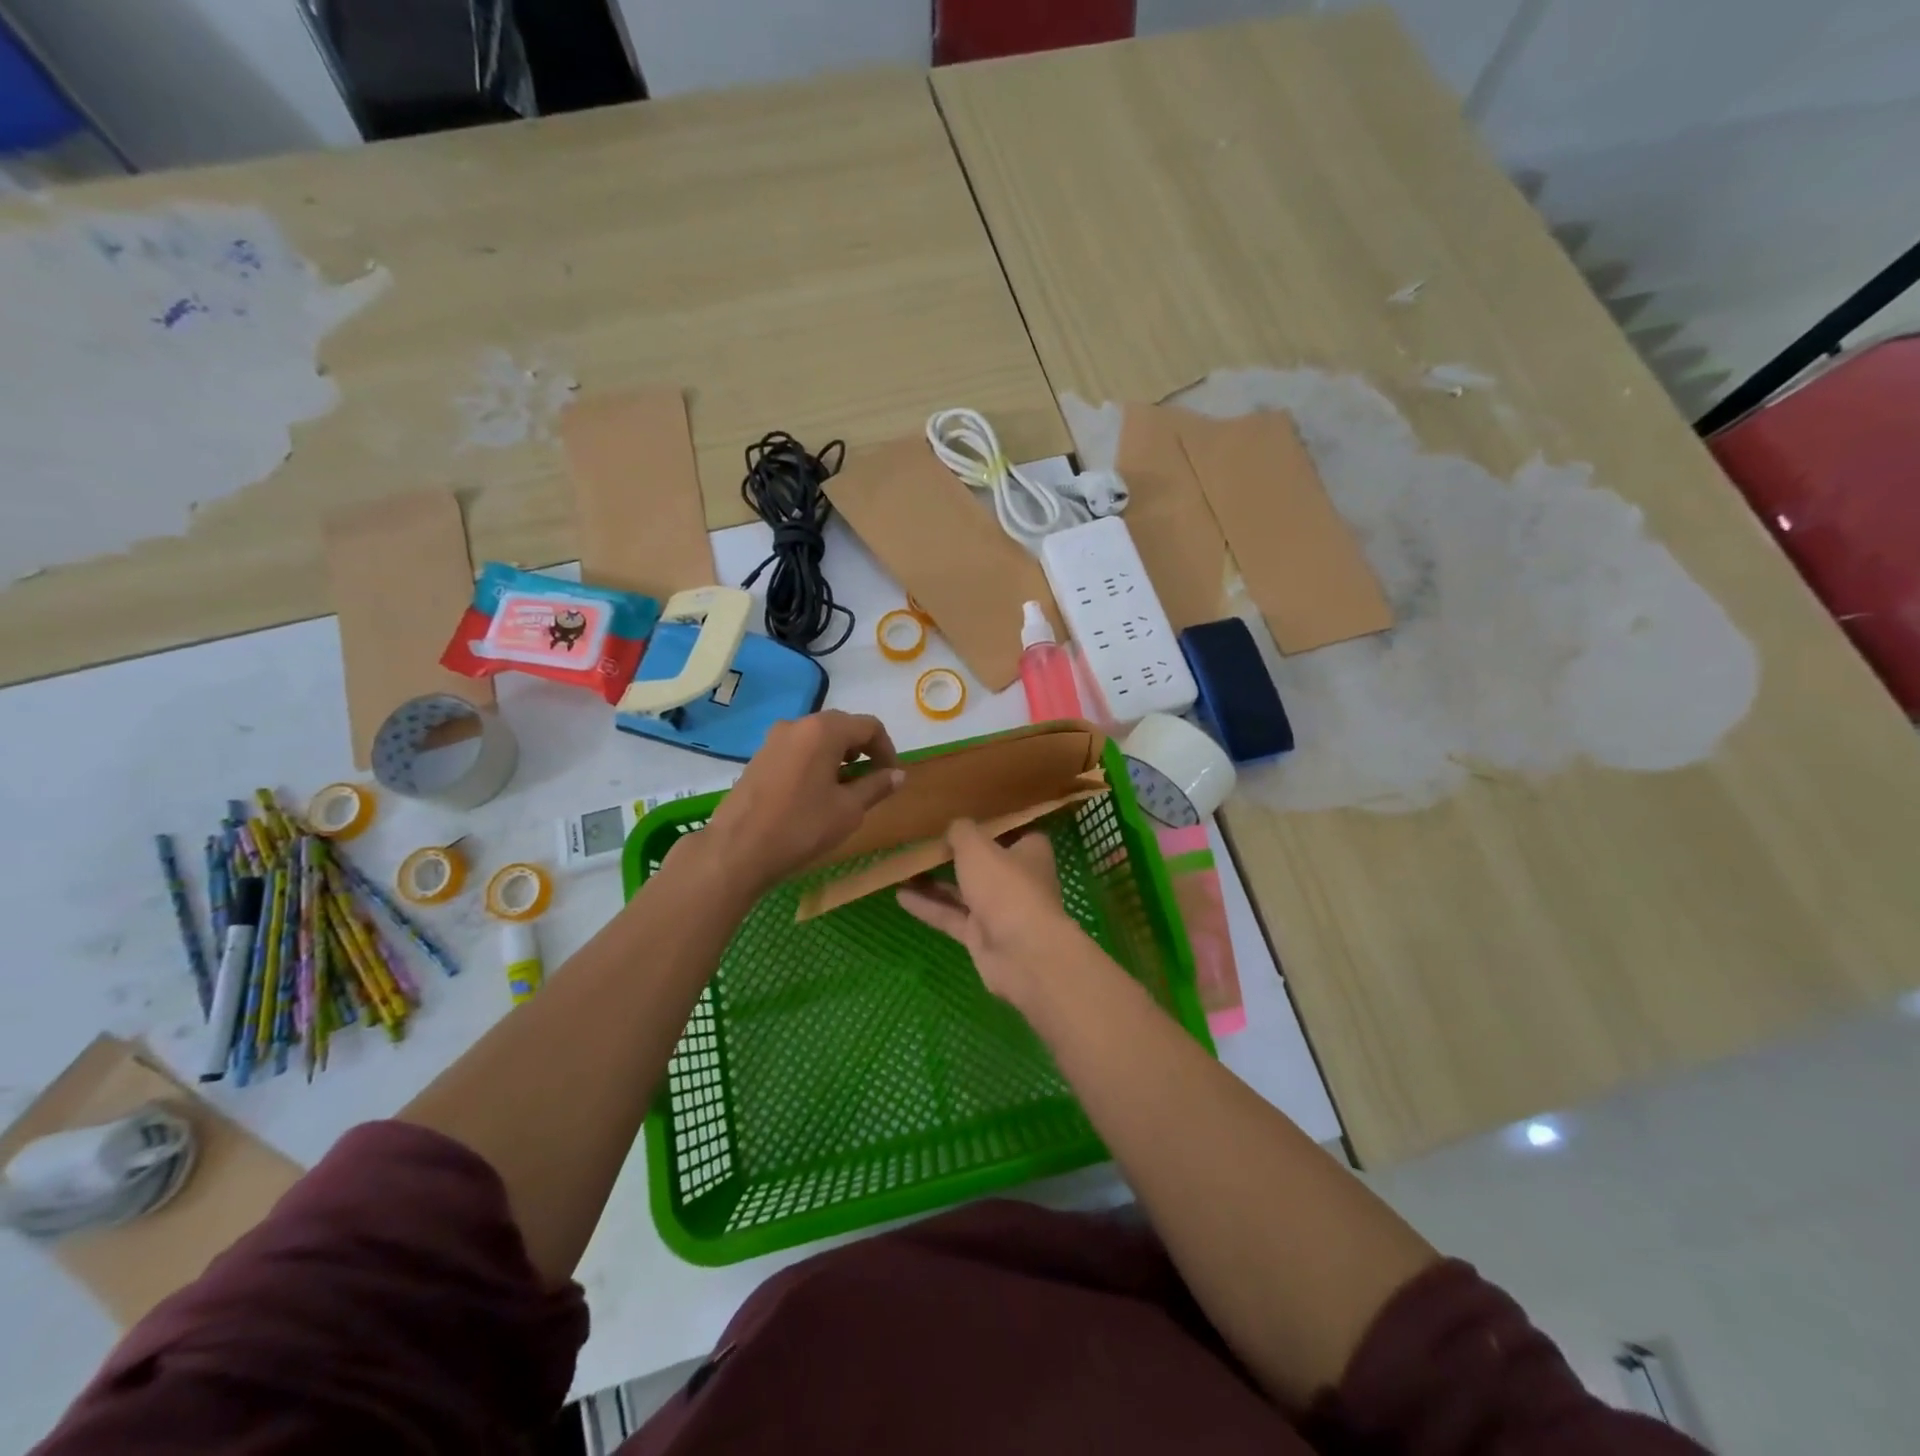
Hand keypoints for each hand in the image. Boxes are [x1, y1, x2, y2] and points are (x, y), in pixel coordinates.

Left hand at [696, 711, 903, 894]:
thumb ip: (877, 786)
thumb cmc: (801, 827)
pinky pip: (798, 749)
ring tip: (844, 789)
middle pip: (842, 726)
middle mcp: (798, 724)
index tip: (891, 776)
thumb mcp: (849, 810)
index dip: (887, 749)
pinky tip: (815, 793)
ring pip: (818, 738)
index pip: (869, 726)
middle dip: (863, 750)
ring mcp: (774, 739)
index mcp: (824, 730)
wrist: (737, 850)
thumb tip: (898, 774)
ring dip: (838, 756)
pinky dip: (815, 762)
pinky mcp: (759, 757)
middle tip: (872, 780)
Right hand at [897, 820, 1084, 1008]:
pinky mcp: (981, 936)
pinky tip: (900, 895)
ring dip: (935, 881)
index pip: (1012, 831)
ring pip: (964, 890)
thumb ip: (962, 832)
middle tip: (924, 841)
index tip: (962, 815)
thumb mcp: (977, 846)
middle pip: (984, 862)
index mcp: (1030, 851)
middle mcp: (1018, 879)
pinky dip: (928, 906)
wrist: (1021, 953)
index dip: (988, 824)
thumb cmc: (1006, 886)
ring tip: (904, 868)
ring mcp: (999, 910)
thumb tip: (954, 828)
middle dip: (956, 854)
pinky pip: (951, 916)